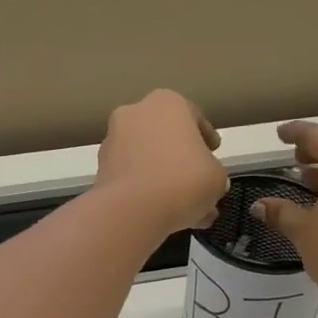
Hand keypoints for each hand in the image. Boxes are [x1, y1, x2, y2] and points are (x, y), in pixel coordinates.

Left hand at [95, 90, 227, 236]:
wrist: (133, 210)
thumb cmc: (184, 180)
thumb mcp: (217, 177)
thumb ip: (214, 173)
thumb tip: (207, 181)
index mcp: (166, 102)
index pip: (193, 117)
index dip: (206, 138)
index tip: (213, 153)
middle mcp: (134, 114)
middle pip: (165, 137)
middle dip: (182, 161)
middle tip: (198, 183)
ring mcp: (112, 141)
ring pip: (146, 159)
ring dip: (164, 179)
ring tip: (184, 208)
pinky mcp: (100, 170)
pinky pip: (131, 178)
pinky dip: (145, 192)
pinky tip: (163, 214)